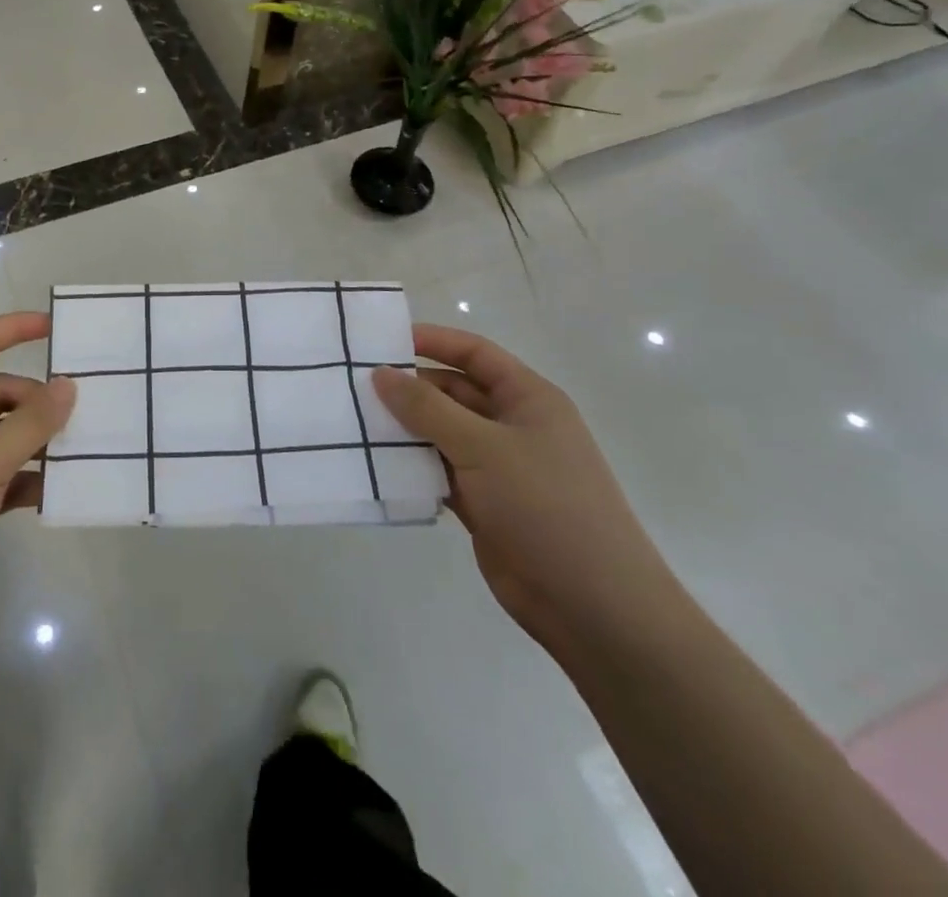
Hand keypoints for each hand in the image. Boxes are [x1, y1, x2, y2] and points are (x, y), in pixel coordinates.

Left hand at [0, 313, 73, 646]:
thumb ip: (31, 423)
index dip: (11, 329)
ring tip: (81, 450)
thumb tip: (68, 385)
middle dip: (35, 401)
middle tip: (82, 413)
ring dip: (35, 442)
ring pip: (0, 437)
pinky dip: (25, 479)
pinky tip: (56, 491)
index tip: (53, 327)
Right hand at [373, 326, 686, 662]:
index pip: (475, 354)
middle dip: (409, 388)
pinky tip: (375, 464)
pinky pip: (439, 471)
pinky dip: (412, 467)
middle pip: (453, 392)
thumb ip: (427, 408)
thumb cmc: (545, 507)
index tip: (383, 341)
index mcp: (528, 399)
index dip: (433, 341)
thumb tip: (381, 374)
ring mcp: (498, 467)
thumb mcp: (482, 447)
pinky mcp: (484, 503)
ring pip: (442, 433)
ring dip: (405, 429)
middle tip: (355, 387)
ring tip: (355, 422)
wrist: (593, 606)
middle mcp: (513, 426)